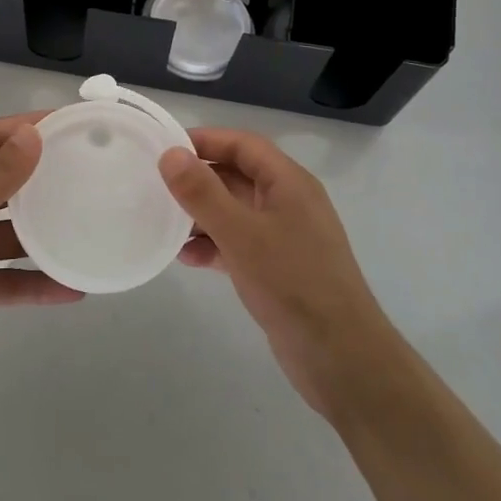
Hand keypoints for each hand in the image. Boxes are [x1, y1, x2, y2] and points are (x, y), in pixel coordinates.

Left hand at [0, 113, 82, 383]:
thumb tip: (33, 133)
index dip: (25, 127)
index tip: (66, 123)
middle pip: (4, 183)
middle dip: (41, 177)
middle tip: (88, 171)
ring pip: (12, 234)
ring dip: (44, 232)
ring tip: (88, 225)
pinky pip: (11, 280)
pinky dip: (39, 283)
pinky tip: (73, 287)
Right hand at [161, 129, 393, 420]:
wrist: (342, 360)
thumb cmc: (292, 283)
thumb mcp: (241, 233)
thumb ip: (203, 193)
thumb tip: (170, 154)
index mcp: (289, 183)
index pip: (243, 144)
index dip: (206, 140)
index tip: (165, 147)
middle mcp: (288, 203)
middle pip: (237, 176)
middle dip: (199, 179)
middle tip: (157, 184)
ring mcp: (284, 237)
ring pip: (235, 211)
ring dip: (201, 214)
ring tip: (164, 223)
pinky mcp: (278, 269)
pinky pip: (238, 243)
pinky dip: (213, 245)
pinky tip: (185, 258)